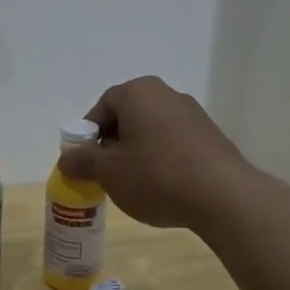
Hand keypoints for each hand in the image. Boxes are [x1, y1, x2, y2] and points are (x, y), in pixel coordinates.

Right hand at [57, 77, 255, 229]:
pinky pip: (174, 142)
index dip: (89, 135)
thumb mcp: (109, 172)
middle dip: (113, 144)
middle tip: (107, 174)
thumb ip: (82, 161)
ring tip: (135, 184)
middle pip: (128, 116)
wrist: (223, 196)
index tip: (86, 162)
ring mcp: (193, 113)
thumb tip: (66, 158)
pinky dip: (162, 158)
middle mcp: (166, 94)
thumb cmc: (157, 176)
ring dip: (138, 152)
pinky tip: (164, 186)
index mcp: (138, 92)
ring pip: (152, 130)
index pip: (102, 106)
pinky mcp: (210, 135)